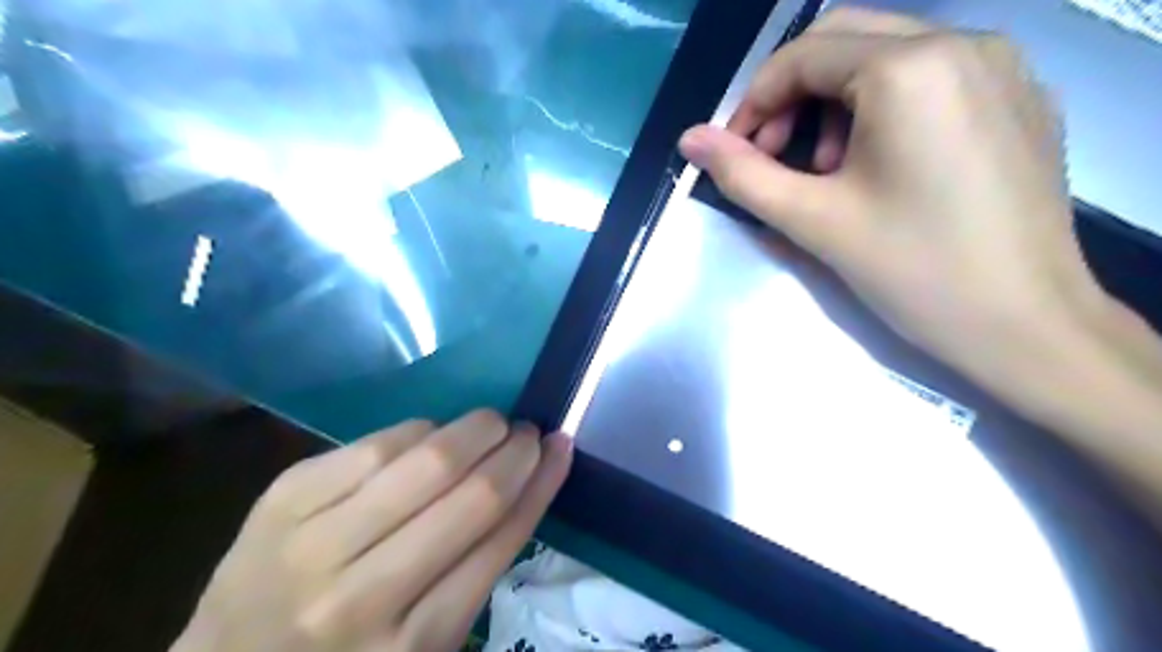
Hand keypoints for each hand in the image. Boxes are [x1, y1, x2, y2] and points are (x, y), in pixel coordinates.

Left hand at [172, 412, 570, 651]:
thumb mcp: (427, 640)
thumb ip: (477, 568)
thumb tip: (528, 482)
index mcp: (414, 643)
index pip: (500, 540)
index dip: (540, 483)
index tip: (560, 446)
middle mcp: (364, 596)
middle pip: (471, 495)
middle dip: (515, 450)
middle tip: (528, 432)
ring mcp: (314, 542)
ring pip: (425, 459)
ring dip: (474, 429)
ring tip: (491, 424)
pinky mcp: (284, 498)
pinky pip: (376, 444)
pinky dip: (419, 430)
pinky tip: (432, 434)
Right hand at [678, 9, 1110, 398]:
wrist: (1026, 323)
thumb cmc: (912, 270)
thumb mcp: (813, 220)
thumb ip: (742, 174)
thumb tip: (690, 138)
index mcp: (910, 69)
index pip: (801, 56)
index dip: (754, 103)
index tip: (735, 153)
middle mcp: (964, 42)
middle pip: (844, 39)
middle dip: (793, 96)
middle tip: (777, 157)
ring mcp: (1001, 66)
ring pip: (887, 55)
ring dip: (837, 104)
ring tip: (831, 173)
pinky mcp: (1018, 97)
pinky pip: (930, 76)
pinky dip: (884, 107)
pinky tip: (881, 167)